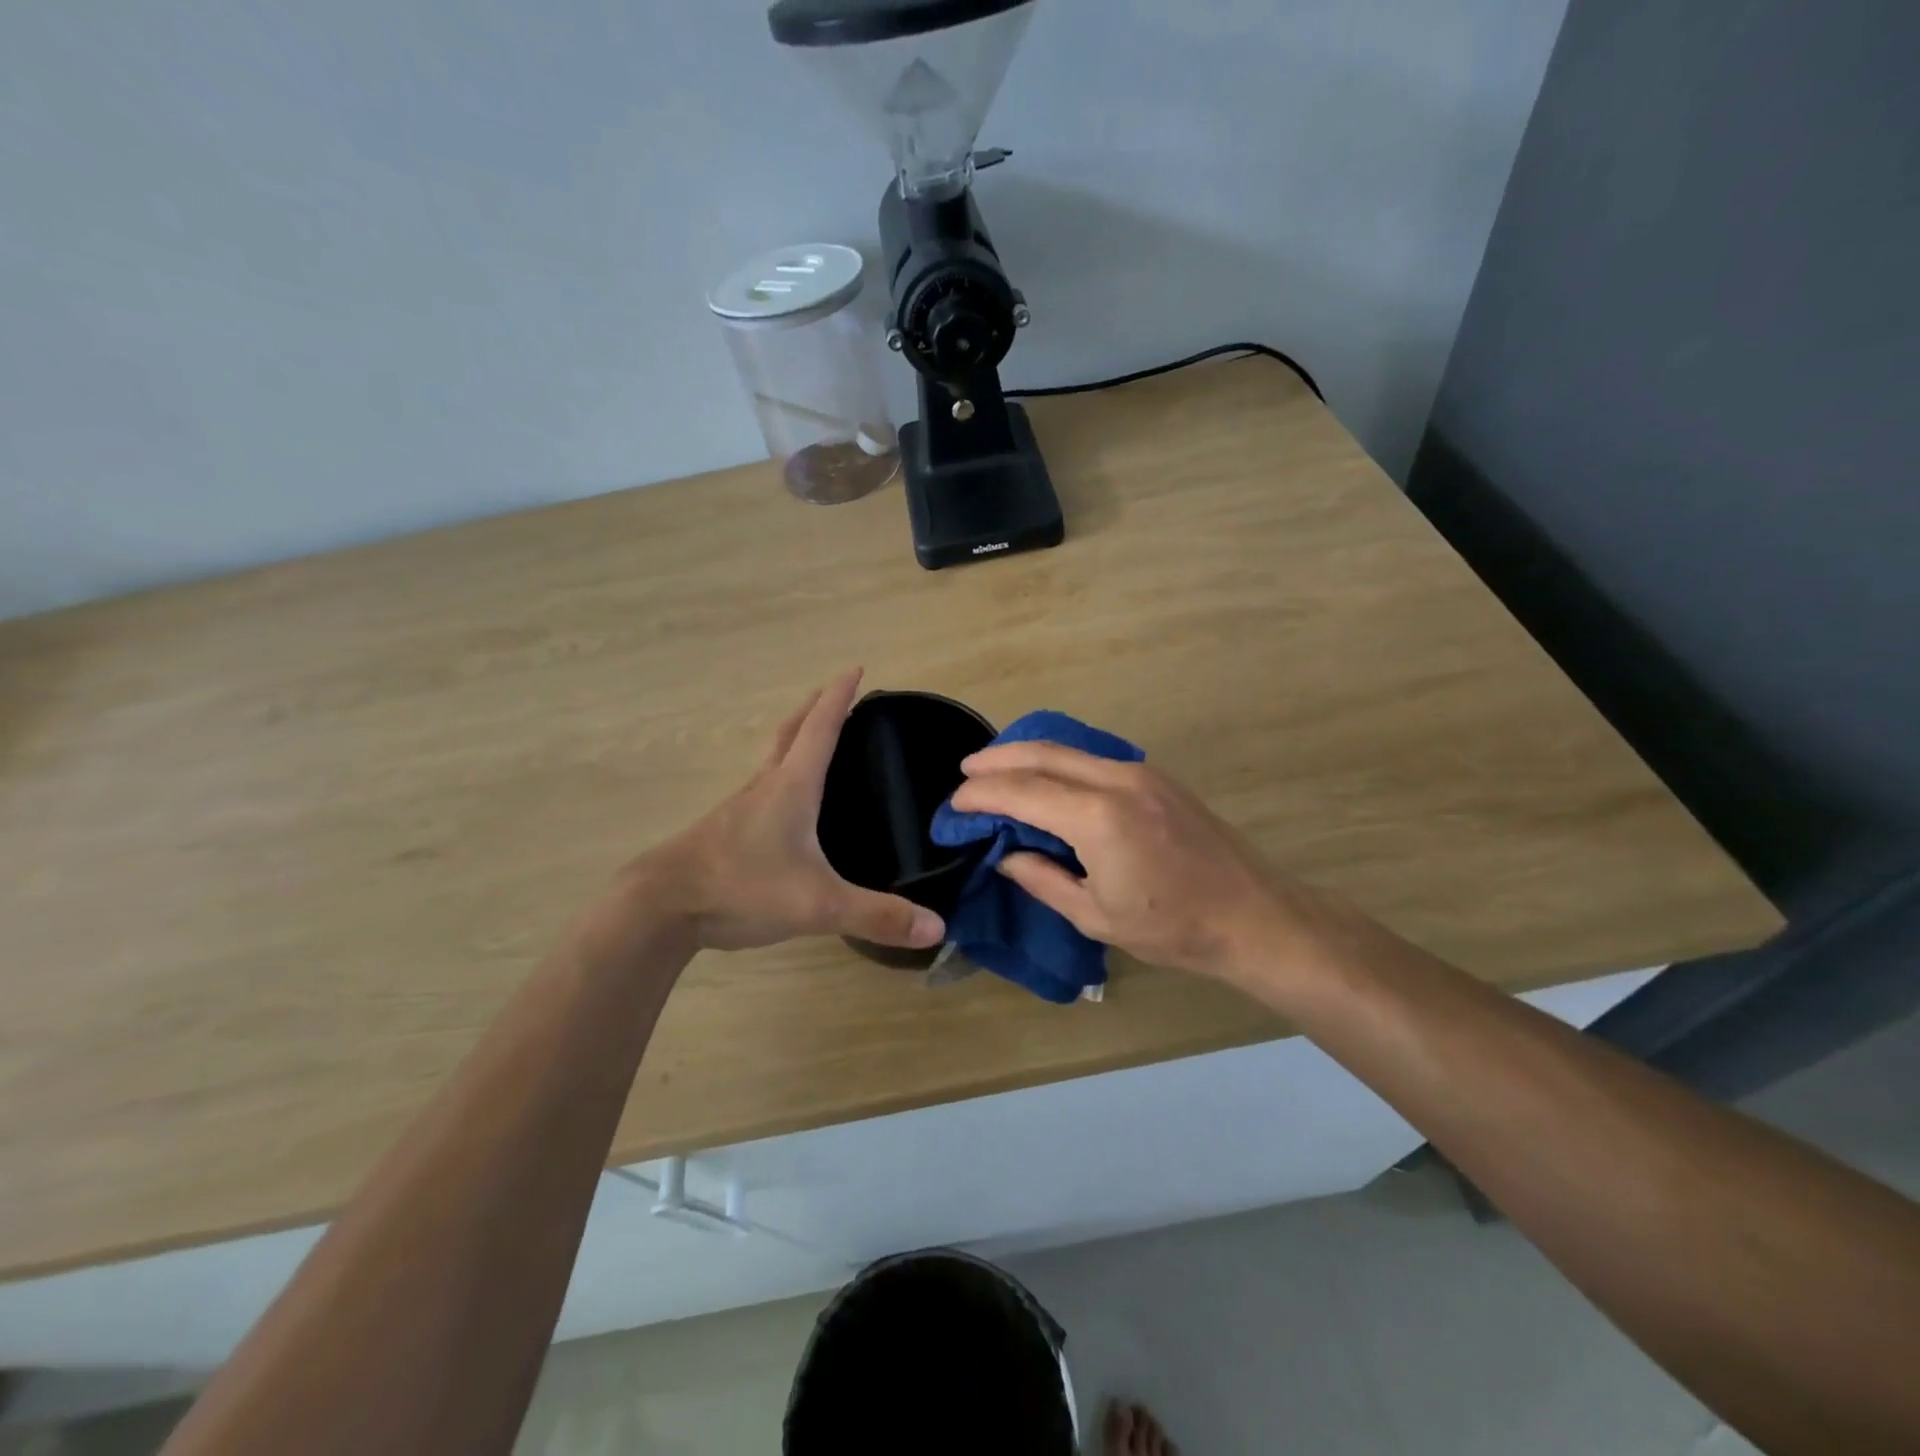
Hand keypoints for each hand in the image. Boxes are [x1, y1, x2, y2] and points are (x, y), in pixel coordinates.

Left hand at [634, 669, 944, 952]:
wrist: (659, 907)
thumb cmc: (741, 888)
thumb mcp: (817, 905)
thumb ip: (877, 915)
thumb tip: (937, 928)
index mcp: (791, 788)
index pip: (820, 728)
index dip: (839, 697)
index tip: (854, 668)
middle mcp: (765, 787)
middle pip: (791, 734)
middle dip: (815, 708)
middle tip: (835, 693)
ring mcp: (740, 809)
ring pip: (773, 761)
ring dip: (794, 740)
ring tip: (814, 742)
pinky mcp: (725, 832)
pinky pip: (762, 790)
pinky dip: (780, 777)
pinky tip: (786, 806)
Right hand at [950, 741, 1337, 984]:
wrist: (1254, 916)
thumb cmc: (1173, 928)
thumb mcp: (1096, 916)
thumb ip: (1043, 879)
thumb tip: (1006, 855)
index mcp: (1098, 818)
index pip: (1022, 792)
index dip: (983, 795)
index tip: (956, 804)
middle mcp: (1117, 780)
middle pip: (1043, 754)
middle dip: (998, 759)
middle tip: (966, 771)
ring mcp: (1141, 772)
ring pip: (1069, 749)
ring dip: (1028, 754)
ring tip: (997, 768)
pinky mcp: (1157, 777)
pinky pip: (1093, 757)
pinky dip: (1059, 760)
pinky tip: (1046, 775)